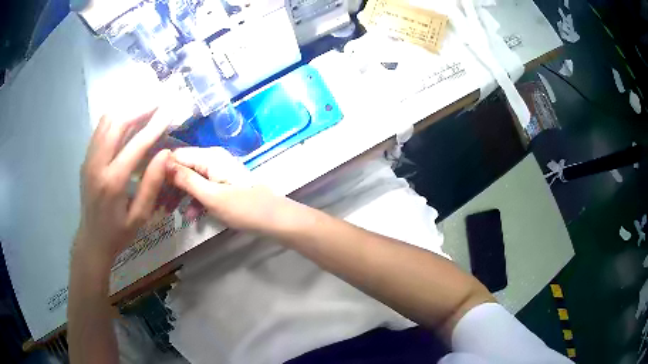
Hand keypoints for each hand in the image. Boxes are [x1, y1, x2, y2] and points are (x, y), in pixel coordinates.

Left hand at [74, 108, 171, 261]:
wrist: (92, 240)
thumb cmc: (118, 233)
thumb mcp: (140, 217)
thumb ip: (152, 184)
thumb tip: (165, 152)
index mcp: (113, 182)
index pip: (136, 144)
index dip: (155, 125)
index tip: (170, 109)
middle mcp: (97, 164)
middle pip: (117, 123)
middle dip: (140, 107)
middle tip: (158, 98)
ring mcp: (89, 159)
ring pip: (106, 121)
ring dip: (126, 108)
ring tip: (144, 103)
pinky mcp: (86, 158)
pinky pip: (100, 128)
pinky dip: (115, 117)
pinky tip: (127, 116)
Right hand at [167, 147, 289, 231]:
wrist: (274, 219)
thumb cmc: (243, 208)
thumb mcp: (211, 196)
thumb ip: (186, 180)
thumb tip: (163, 163)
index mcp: (209, 156)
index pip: (176, 155)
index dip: (161, 170)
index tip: (150, 188)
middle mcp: (211, 158)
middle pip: (182, 167)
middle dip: (169, 186)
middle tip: (158, 205)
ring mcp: (217, 171)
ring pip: (190, 179)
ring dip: (180, 195)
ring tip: (169, 212)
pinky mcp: (221, 184)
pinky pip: (201, 188)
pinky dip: (194, 200)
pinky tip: (190, 216)